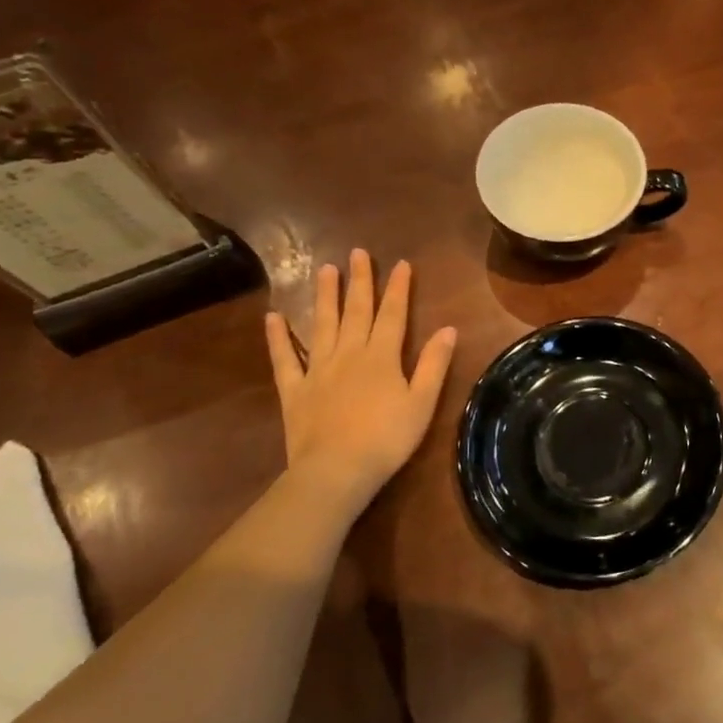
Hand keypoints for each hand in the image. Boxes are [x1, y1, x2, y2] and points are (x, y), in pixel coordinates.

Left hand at [264, 249, 457, 501]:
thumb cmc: (387, 438)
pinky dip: (278, 337)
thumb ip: (434, 364)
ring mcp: (318, 369)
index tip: (401, 264)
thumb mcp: (423, 403)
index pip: (393, 314)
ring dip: (325, 296)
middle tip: (358, 253)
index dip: (398, 288)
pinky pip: (284, 358)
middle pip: (356, 311)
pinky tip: (273, 317)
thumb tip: (449, 329)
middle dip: (360, 281)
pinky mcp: (294, 389)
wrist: (336, 470)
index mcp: (382, 357)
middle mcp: (349, 354)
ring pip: (322, 325)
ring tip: (325, 269)